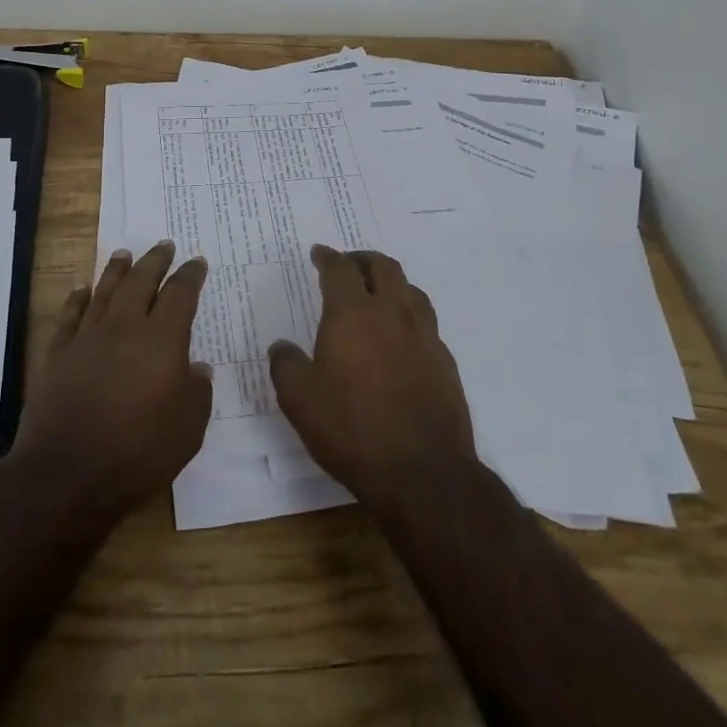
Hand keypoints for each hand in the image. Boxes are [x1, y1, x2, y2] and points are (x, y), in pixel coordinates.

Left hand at [11, 241, 212, 520]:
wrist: (68, 474)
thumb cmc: (137, 453)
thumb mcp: (188, 431)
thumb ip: (197, 393)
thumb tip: (197, 368)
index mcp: (161, 340)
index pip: (180, 294)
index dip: (190, 276)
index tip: (197, 262)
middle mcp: (124, 327)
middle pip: (141, 281)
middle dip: (155, 260)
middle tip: (164, 245)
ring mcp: (87, 337)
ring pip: (105, 290)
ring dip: (117, 270)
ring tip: (125, 254)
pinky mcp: (59, 353)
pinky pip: (70, 315)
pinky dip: (78, 298)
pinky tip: (82, 289)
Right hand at [269, 245, 476, 511]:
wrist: (423, 473)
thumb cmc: (352, 429)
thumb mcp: (300, 401)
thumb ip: (286, 366)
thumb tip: (281, 347)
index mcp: (353, 313)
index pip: (340, 269)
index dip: (327, 257)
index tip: (318, 254)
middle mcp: (391, 313)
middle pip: (383, 267)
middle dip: (362, 260)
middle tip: (349, 266)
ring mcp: (424, 336)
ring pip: (411, 289)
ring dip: (391, 283)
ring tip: (378, 294)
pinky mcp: (445, 362)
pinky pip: (426, 323)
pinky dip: (409, 316)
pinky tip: (401, 338)